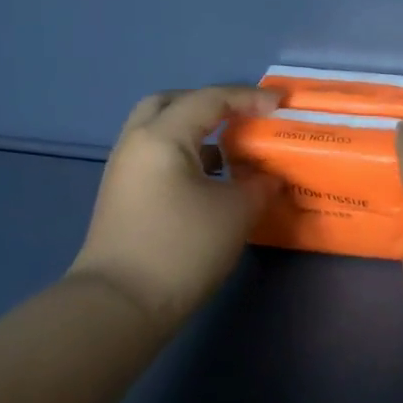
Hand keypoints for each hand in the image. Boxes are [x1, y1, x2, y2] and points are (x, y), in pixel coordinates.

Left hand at [68, 85, 280, 329]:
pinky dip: (185, 153)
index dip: (249, 98)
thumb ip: (260, 185)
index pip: (210, 99)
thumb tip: (268, 176)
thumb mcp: (236, 213)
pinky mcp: (123, 195)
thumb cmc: (182, 248)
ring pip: (160, 129)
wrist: (121, 304)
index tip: (281, 105)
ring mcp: (125, 170)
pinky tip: (210, 178)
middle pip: (171, 103)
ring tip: (230, 149)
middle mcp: (137, 143)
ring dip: (196, 130)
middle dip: (210, 103)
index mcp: (163, 137)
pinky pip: (156, 155)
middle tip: (242, 116)